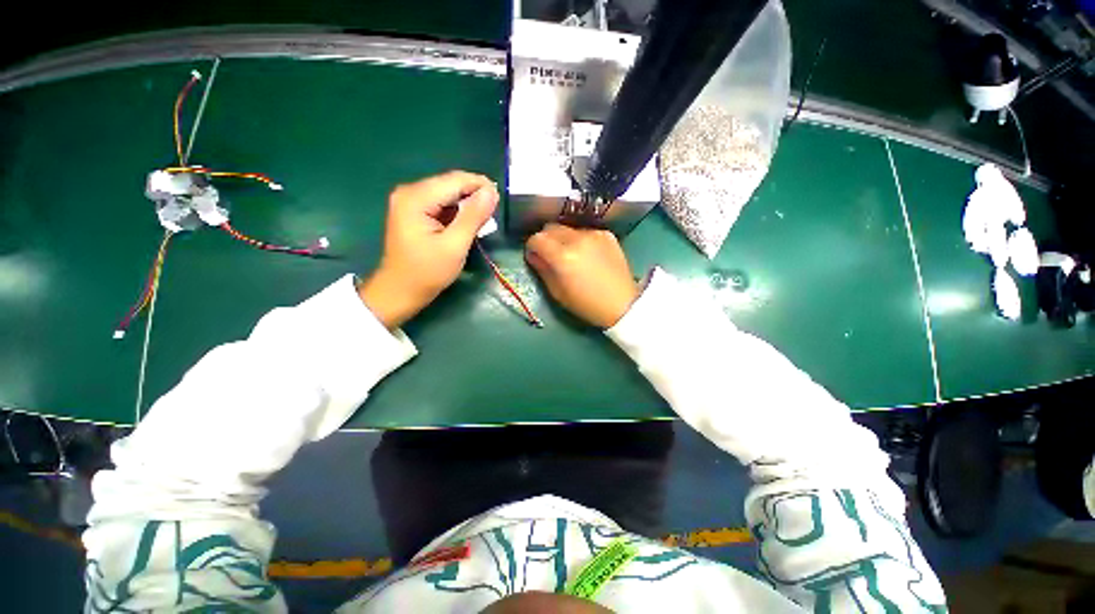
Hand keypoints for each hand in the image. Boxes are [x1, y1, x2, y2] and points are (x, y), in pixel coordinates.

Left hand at [359, 171, 498, 328]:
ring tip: (482, 222)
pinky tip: (466, 225)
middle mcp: (410, 192)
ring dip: (467, 205)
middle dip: (474, 195)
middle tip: (492, 215)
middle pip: (450, 184)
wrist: (400, 291)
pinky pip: (441, 203)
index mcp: (416, 198)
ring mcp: (409, 201)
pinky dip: (456, 212)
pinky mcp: (413, 211)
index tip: (500, 200)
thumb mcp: (455, 246)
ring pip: (447, 193)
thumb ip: (473, 217)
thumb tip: (491, 191)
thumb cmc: (427, 272)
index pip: (455, 180)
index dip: (481, 185)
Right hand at [525, 223, 639, 327]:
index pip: (536, 239)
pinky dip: (581, 240)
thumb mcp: (557, 292)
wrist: (622, 304)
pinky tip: (588, 255)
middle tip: (550, 255)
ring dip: (564, 239)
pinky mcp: (607, 235)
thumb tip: (534, 255)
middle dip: (546, 239)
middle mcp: (577, 239)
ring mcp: (594, 234)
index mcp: (562, 256)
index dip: (532, 247)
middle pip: (551, 228)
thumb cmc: (586, 304)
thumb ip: (542, 269)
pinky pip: (585, 232)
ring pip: (568, 228)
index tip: (535, 256)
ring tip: (572, 256)